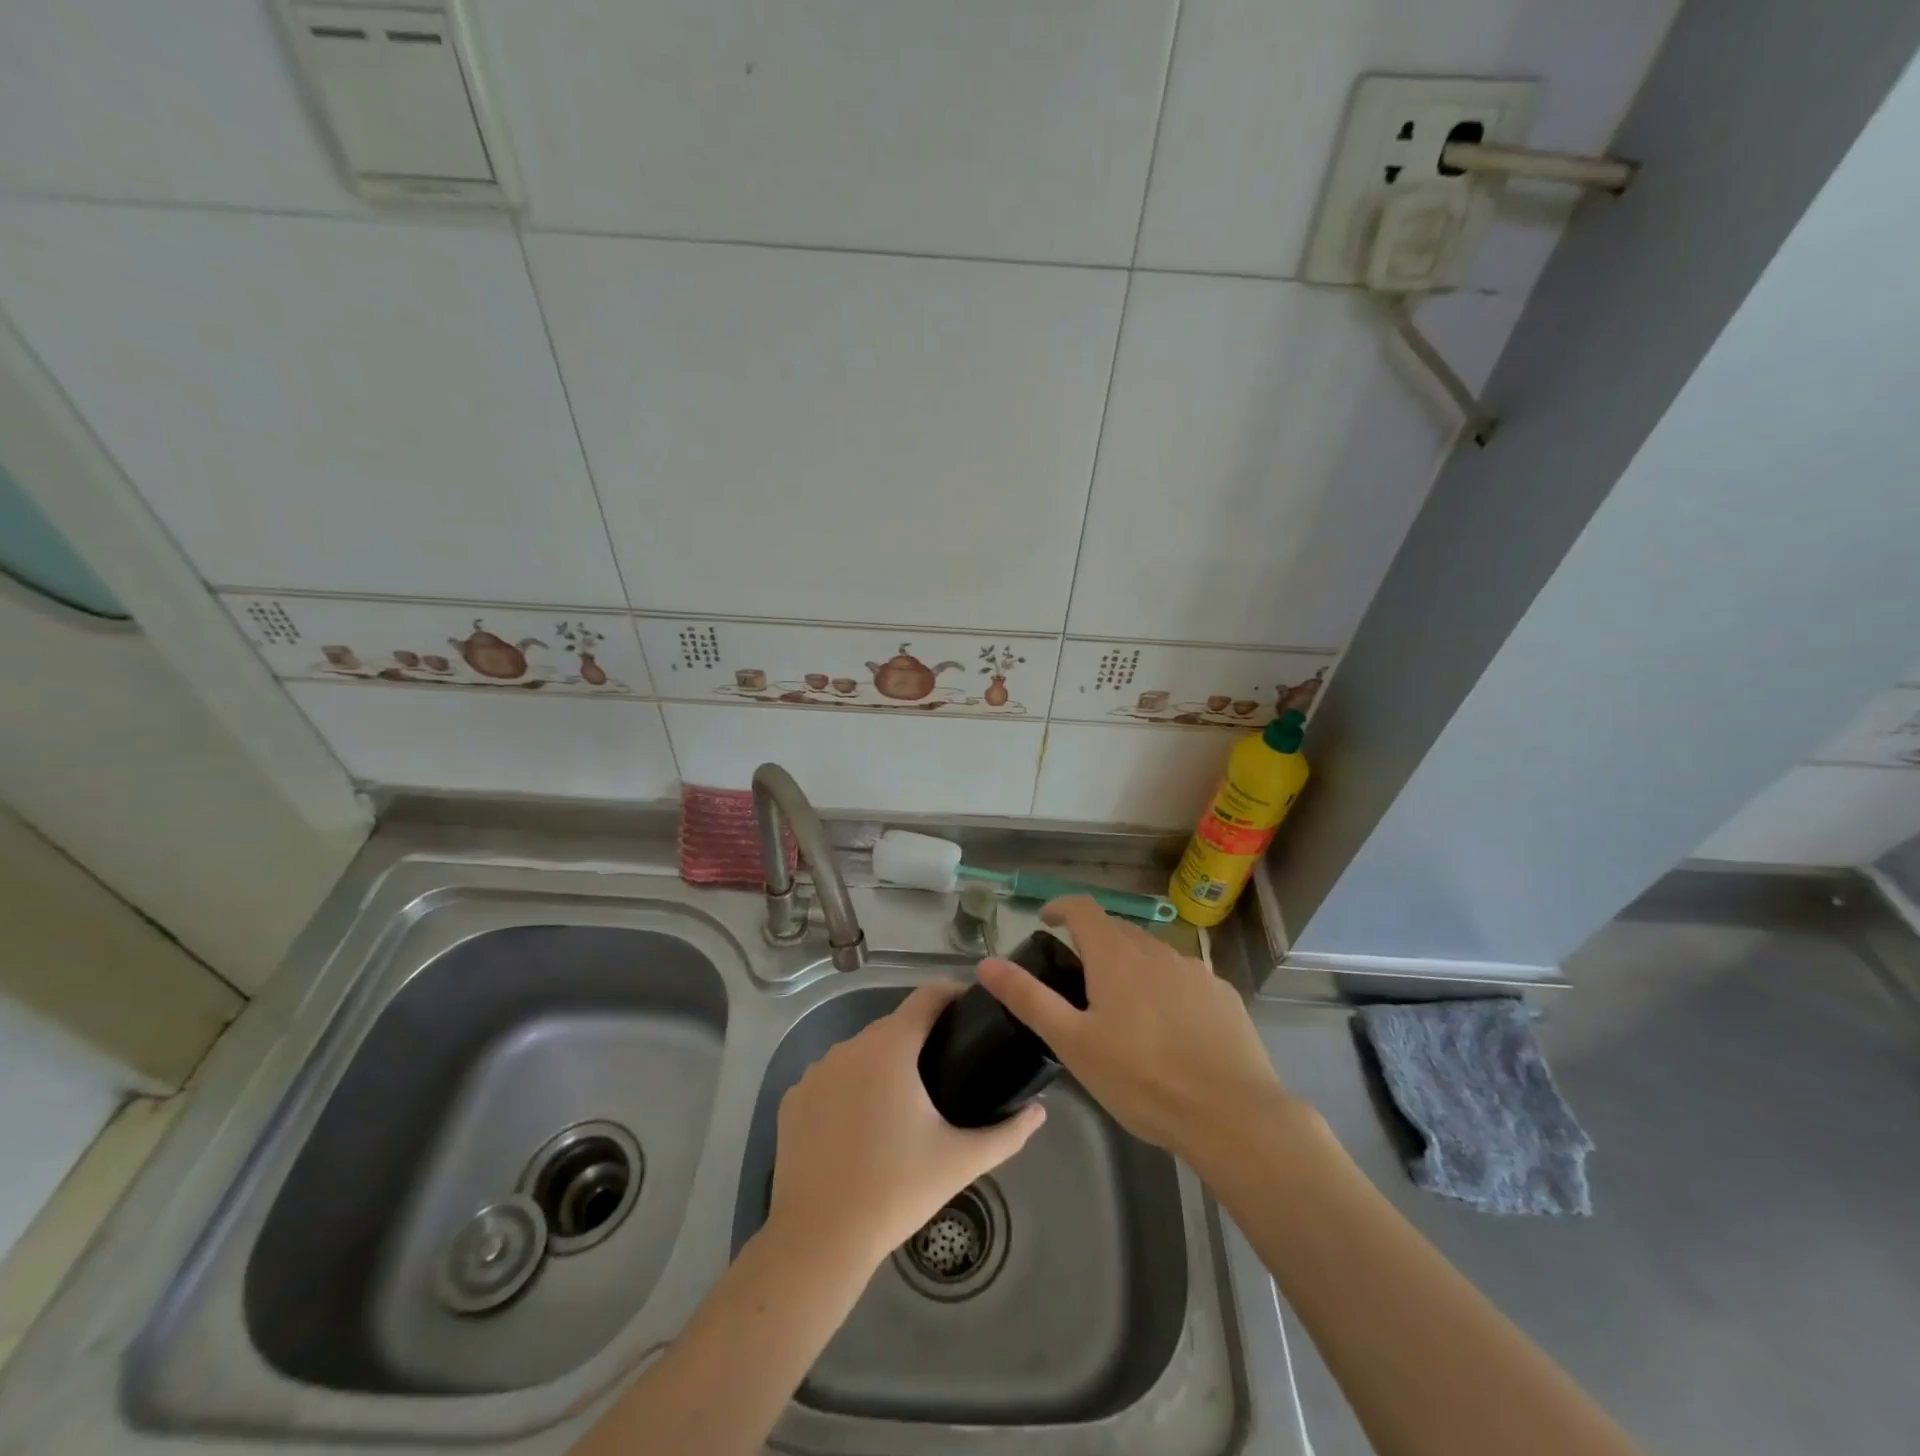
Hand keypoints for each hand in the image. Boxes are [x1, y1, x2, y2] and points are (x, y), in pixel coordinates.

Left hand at [766, 982, 1045, 1274]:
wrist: (818, 1239)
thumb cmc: (895, 1190)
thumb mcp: (960, 1161)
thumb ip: (1007, 1133)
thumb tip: (1040, 1112)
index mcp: (890, 1047)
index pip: (927, 997)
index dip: (952, 995)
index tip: (971, 1009)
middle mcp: (850, 1046)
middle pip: (894, 1026)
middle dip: (920, 1039)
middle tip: (946, 1069)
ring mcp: (816, 1071)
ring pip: (860, 1053)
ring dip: (883, 1064)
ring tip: (904, 1102)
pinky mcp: (793, 1098)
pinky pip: (831, 1079)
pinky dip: (849, 1089)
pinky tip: (860, 1126)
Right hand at [977, 897, 1288, 1163]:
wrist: (1232, 1115)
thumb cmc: (1142, 1079)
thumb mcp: (1073, 1043)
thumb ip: (1028, 998)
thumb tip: (986, 962)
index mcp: (1116, 956)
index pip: (1083, 909)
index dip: (1061, 906)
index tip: (1046, 919)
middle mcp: (1157, 951)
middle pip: (1118, 930)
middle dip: (1094, 941)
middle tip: (1078, 975)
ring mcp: (1195, 971)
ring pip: (1153, 954)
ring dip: (1131, 965)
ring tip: (1122, 1006)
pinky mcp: (1224, 995)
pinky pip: (1184, 978)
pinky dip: (1166, 988)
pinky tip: (1169, 1028)